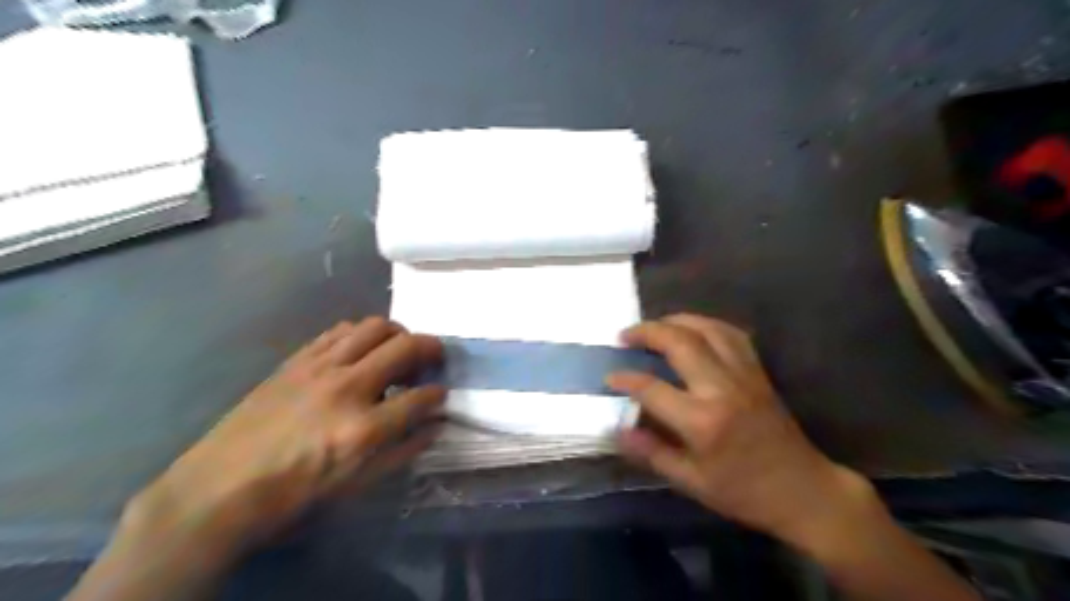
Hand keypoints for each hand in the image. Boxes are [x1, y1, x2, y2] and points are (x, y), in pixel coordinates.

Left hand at [126, 320, 445, 562]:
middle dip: (430, 348)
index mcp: (364, 428)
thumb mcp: (356, 485)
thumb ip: (404, 451)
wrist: (220, 488)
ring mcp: (320, 368)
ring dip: (397, 334)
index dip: (438, 394)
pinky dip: (360, 334)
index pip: (420, 397)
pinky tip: (360, 350)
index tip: (441, 394)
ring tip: (398, 349)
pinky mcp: (297, 360)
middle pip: (404, 347)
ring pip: (374, 327)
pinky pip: (339, 331)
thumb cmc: (294, 494)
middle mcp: (347, 388)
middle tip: (433, 359)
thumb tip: (434, 425)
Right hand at [609, 315, 857, 545]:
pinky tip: (693, 330)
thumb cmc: (743, 492)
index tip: (609, 376)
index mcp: (701, 421)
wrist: (803, 490)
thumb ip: (652, 453)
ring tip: (654, 326)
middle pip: (679, 342)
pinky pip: (731, 334)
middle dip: (646, 332)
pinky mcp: (758, 371)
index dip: (625, 379)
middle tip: (624, 335)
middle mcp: (721, 388)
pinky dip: (706, 325)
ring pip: (706, 329)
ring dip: (675, 320)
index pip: (651, 388)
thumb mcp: (692, 483)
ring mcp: (743, 374)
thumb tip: (617, 431)